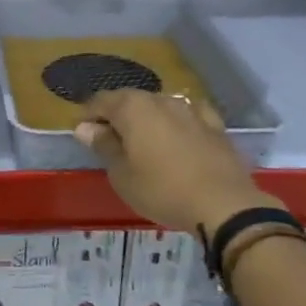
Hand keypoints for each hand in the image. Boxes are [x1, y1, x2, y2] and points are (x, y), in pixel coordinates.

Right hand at [75, 89, 275, 231]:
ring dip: (146, 119)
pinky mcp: (215, 125)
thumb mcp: (121, 174)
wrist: (224, 205)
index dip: (87, 115)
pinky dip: (177, 122)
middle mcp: (161, 99)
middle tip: (108, 141)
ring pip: (159, 106)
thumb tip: (85, 128)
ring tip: (141, 142)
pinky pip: (188, 115)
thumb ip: (103, 145)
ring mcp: (191, 110)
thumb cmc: (161, 190)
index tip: (81, 133)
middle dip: (116, 116)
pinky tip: (177, 133)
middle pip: (130, 100)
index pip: (100, 101)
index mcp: (132, 108)